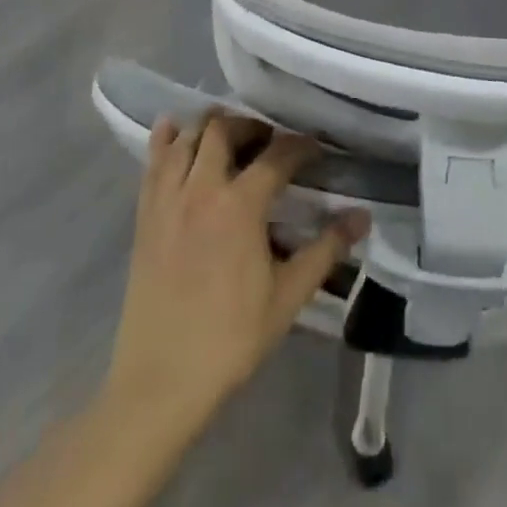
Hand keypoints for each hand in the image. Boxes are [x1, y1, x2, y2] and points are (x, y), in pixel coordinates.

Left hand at [104, 113, 369, 433]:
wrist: (161, 381)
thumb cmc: (231, 337)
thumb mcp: (288, 296)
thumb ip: (326, 249)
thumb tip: (362, 216)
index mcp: (240, 204)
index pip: (277, 155)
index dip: (300, 146)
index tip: (315, 150)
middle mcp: (202, 188)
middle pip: (224, 130)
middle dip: (250, 126)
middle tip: (268, 142)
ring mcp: (168, 199)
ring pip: (187, 137)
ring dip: (209, 127)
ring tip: (228, 137)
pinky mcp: (144, 214)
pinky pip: (152, 162)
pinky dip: (164, 140)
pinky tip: (173, 130)